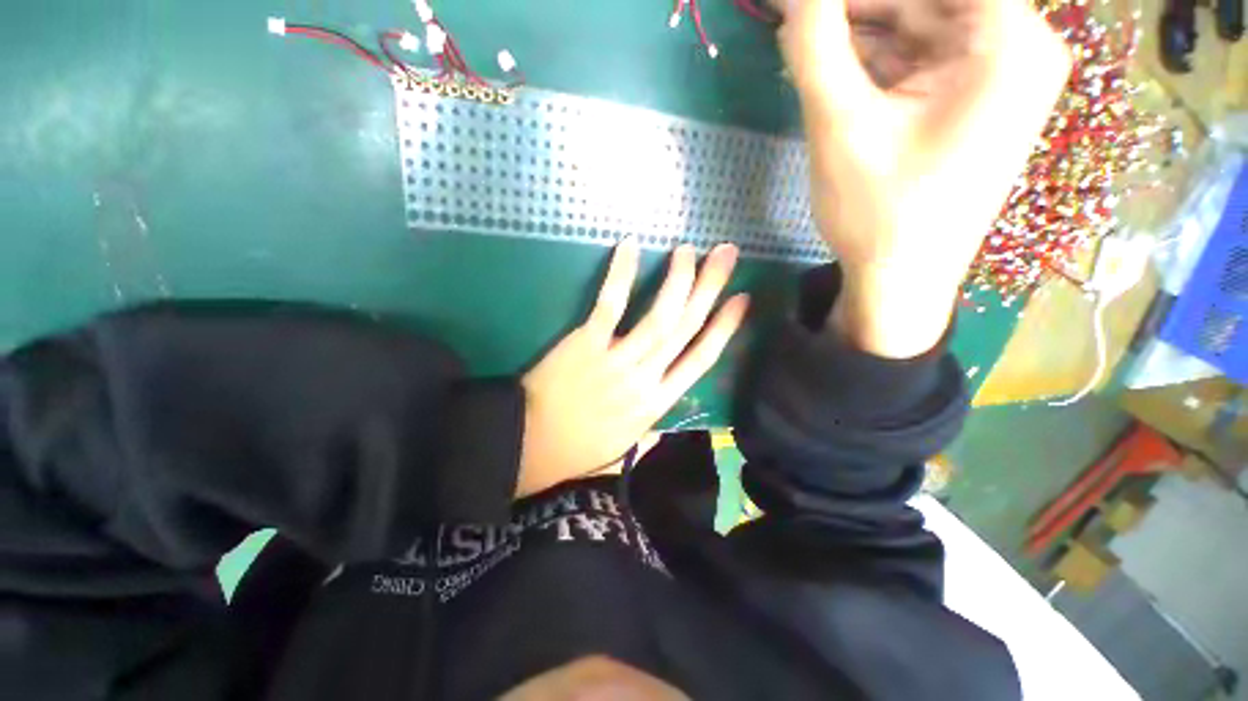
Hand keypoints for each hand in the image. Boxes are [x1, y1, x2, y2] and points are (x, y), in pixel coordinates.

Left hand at [516, 240, 748, 497]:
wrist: (532, 445)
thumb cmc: (581, 448)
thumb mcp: (627, 448)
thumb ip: (653, 431)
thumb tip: (669, 420)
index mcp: (658, 403)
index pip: (702, 360)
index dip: (725, 327)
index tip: (742, 299)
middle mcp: (646, 378)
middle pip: (686, 328)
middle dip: (710, 289)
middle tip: (727, 254)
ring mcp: (617, 360)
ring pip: (658, 317)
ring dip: (677, 280)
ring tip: (689, 251)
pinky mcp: (586, 345)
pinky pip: (609, 307)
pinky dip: (621, 276)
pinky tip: (631, 247)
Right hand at [778, 0, 1071, 356]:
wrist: (900, 282)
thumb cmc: (879, 214)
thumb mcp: (841, 127)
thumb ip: (816, 45)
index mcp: (1007, 40)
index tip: (813, 5)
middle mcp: (1014, 46)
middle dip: (857, 7)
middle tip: (801, 17)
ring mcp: (992, 76)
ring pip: (916, 27)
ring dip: (857, 31)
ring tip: (805, 39)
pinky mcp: (968, 102)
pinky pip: (916, 60)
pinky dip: (871, 60)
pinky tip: (828, 64)